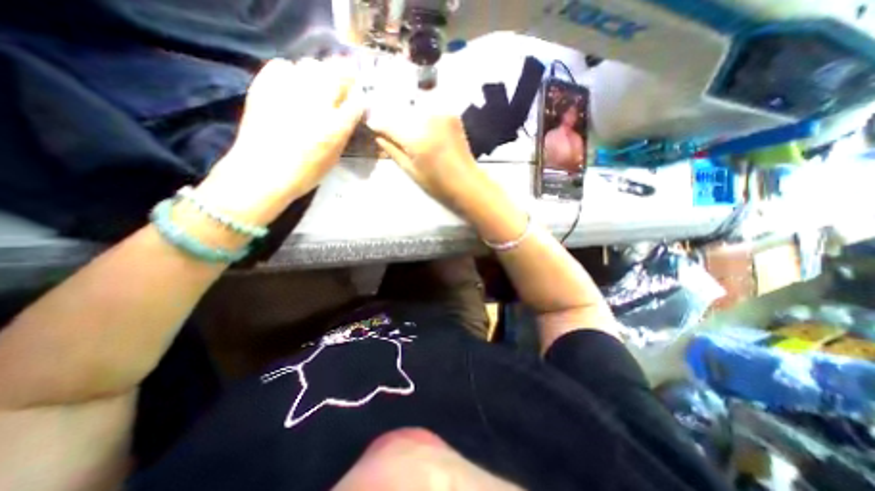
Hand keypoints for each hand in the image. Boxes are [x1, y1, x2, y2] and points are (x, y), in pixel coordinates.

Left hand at [198, 57, 362, 224]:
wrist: (263, 172)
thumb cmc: (305, 173)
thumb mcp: (334, 157)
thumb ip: (343, 132)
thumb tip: (347, 114)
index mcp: (336, 127)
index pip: (356, 101)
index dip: (358, 99)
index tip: (356, 102)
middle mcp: (317, 104)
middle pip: (336, 73)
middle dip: (343, 77)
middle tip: (341, 85)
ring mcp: (289, 92)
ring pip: (311, 65)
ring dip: (319, 73)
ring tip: (316, 85)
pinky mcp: (265, 86)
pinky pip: (282, 66)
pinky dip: (291, 72)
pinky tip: (292, 86)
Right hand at [367, 106, 481, 210]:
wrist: (467, 183)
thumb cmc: (438, 185)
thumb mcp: (411, 171)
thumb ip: (393, 151)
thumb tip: (378, 137)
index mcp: (416, 138)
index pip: (388, 123)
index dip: (378, 124)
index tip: (373, 126)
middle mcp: (428, 119)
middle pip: (401, 110)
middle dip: (392, 117)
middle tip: (388, 127)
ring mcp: (442, 113)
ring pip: (415, 106)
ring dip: (406, 112)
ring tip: (406, 127)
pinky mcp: (452, 113)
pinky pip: (430, 106)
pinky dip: (422, 111)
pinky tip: (421, 123)